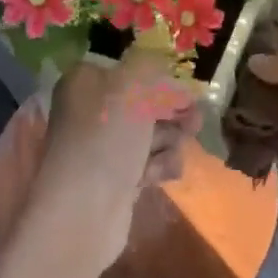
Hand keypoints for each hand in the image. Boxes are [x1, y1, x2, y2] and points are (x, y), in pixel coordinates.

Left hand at [30, 53, 200, 275]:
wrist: (83, 213)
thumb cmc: (105, 138)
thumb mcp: (132, 85)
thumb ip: (153, 64)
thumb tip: (164, 64)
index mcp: (86, 81)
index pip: (128, 67)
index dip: (159, 76)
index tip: (184, 87)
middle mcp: (91, 110)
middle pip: (144, 101)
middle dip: (172, 111)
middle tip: (194, 120)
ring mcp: (103, 147)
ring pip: (151, 133)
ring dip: (169, 140)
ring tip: (172, 150)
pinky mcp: (116, 179)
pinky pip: (148, 162)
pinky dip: (159, 165)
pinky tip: (159, 174)